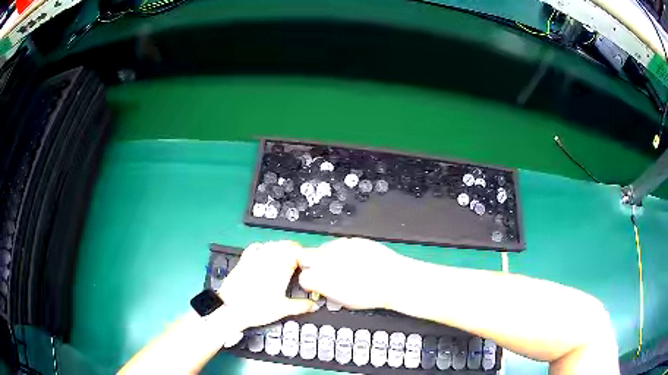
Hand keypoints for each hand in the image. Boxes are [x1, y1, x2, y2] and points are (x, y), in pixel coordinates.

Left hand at [219, 241, 317, 334]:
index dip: (304, 255)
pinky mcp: (243, 260)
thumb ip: (301, 306)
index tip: (308, 262)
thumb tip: (315, 306)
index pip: (296, 252)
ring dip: (280, 246)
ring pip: (271, 244)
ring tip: (285, 254)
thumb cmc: (258, 308)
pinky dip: (262, 246)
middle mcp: (268, 260)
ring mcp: (254, 258)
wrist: (231, 308)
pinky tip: (264, 251)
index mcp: (280, 269)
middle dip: (294, 249)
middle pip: (284, 245)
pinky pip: (255, 246)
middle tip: (299, 258)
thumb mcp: (283, 310)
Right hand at [298, 238, 404, 309]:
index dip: (308, 281)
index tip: (314, 283)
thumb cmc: (372, 294)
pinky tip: (354, 259)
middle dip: (309, 263)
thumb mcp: (344, 301)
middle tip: (320, 271)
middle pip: (304, 256)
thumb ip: (326, 291)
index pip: (303, 277)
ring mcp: (339, 247)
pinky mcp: (352, 240)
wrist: (394, 280)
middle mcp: (327, 260)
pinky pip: (340, 243)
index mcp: (322, 278)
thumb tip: (321, 288)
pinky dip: (343, 250)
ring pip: (323, 248)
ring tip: (342, 266)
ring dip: (327, 256)